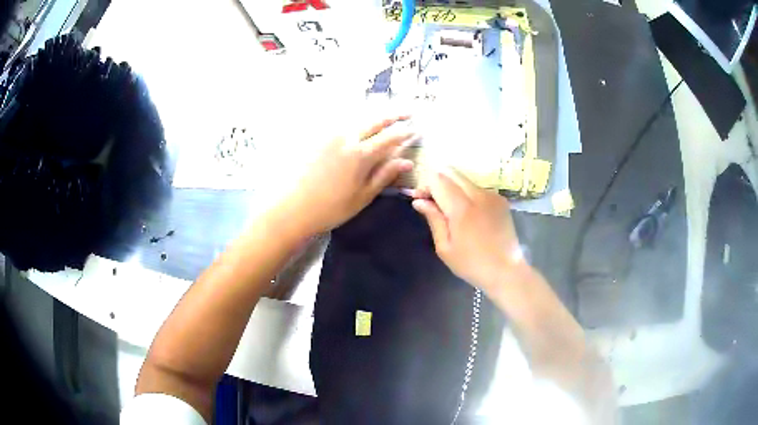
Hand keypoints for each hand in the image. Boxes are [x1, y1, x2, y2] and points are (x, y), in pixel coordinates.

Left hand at [277, 116, 415, 234]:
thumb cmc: (333, 207)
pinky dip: (357, 123)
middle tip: (407, 113)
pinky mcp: (320, 142)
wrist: (296, 208)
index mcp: (361, 155)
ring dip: (375, 117)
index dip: (404, 133)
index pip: (389, 138)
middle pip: (374, 122)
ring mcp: (332, 138)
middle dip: (393, 116)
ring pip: (358, 121)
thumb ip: (385, 175)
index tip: (416, 129)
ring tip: (386, 117)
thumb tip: (407, 162)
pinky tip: (360, 127)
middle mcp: (348, 140)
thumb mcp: (363, 195)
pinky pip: (344, 127)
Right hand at [410, 169, 523, 290]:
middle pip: (451, 173)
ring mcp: (492, 195)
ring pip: (465, 180)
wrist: (506, 271)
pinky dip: (467, 194)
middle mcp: (478, 194)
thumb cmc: (471, 264)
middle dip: (438, 183)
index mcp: (462, 208)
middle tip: (432, 203)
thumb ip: (433, 219)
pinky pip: (478, 188)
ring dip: (453, 188)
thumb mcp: (445, 247)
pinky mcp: (501, 199)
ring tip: (450, 210)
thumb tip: (418, 200)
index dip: (425, 186)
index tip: (420, 200)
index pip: (438, 179)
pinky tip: (469, 214)